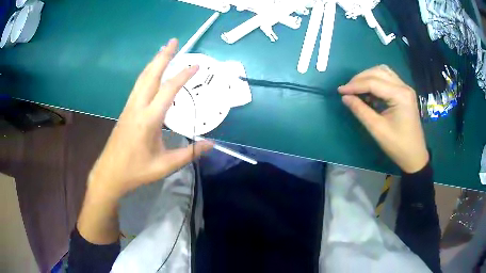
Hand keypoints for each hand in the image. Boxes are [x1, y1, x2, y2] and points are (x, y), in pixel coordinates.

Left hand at [88, 38, 212, 199]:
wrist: (110, 173)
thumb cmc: (136, 171)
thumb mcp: (165, 165)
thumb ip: (189, 154)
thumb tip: (211, 144)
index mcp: (148, 120)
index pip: (168, 90)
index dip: (183, 76)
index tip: (196, 65)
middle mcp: (137, 107)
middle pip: (150, 75)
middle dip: (163, 56)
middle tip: (173, 41)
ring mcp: (129, 107)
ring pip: (142, 78)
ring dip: (154, 62)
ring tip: (164, 50)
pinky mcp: (126, 110)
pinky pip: (138, 85)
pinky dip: (147, 73)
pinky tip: (152, 72)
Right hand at [338, 65, 428, 173]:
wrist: (415, 156)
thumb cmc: (398, 146)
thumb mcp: (377, 129)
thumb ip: (361, 110)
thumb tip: (345, 97)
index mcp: (400, 95)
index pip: (373, 83)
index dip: (355, 85)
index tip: (340, 91)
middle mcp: (404, 87)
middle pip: (378, 72)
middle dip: (360, 78)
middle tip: (348, 89)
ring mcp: (405, 89)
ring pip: (383, 72)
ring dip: (368, 77)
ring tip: (357, 88)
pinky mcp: (404, 93)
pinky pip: (388, 79)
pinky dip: (376, 81)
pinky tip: (369, 92)